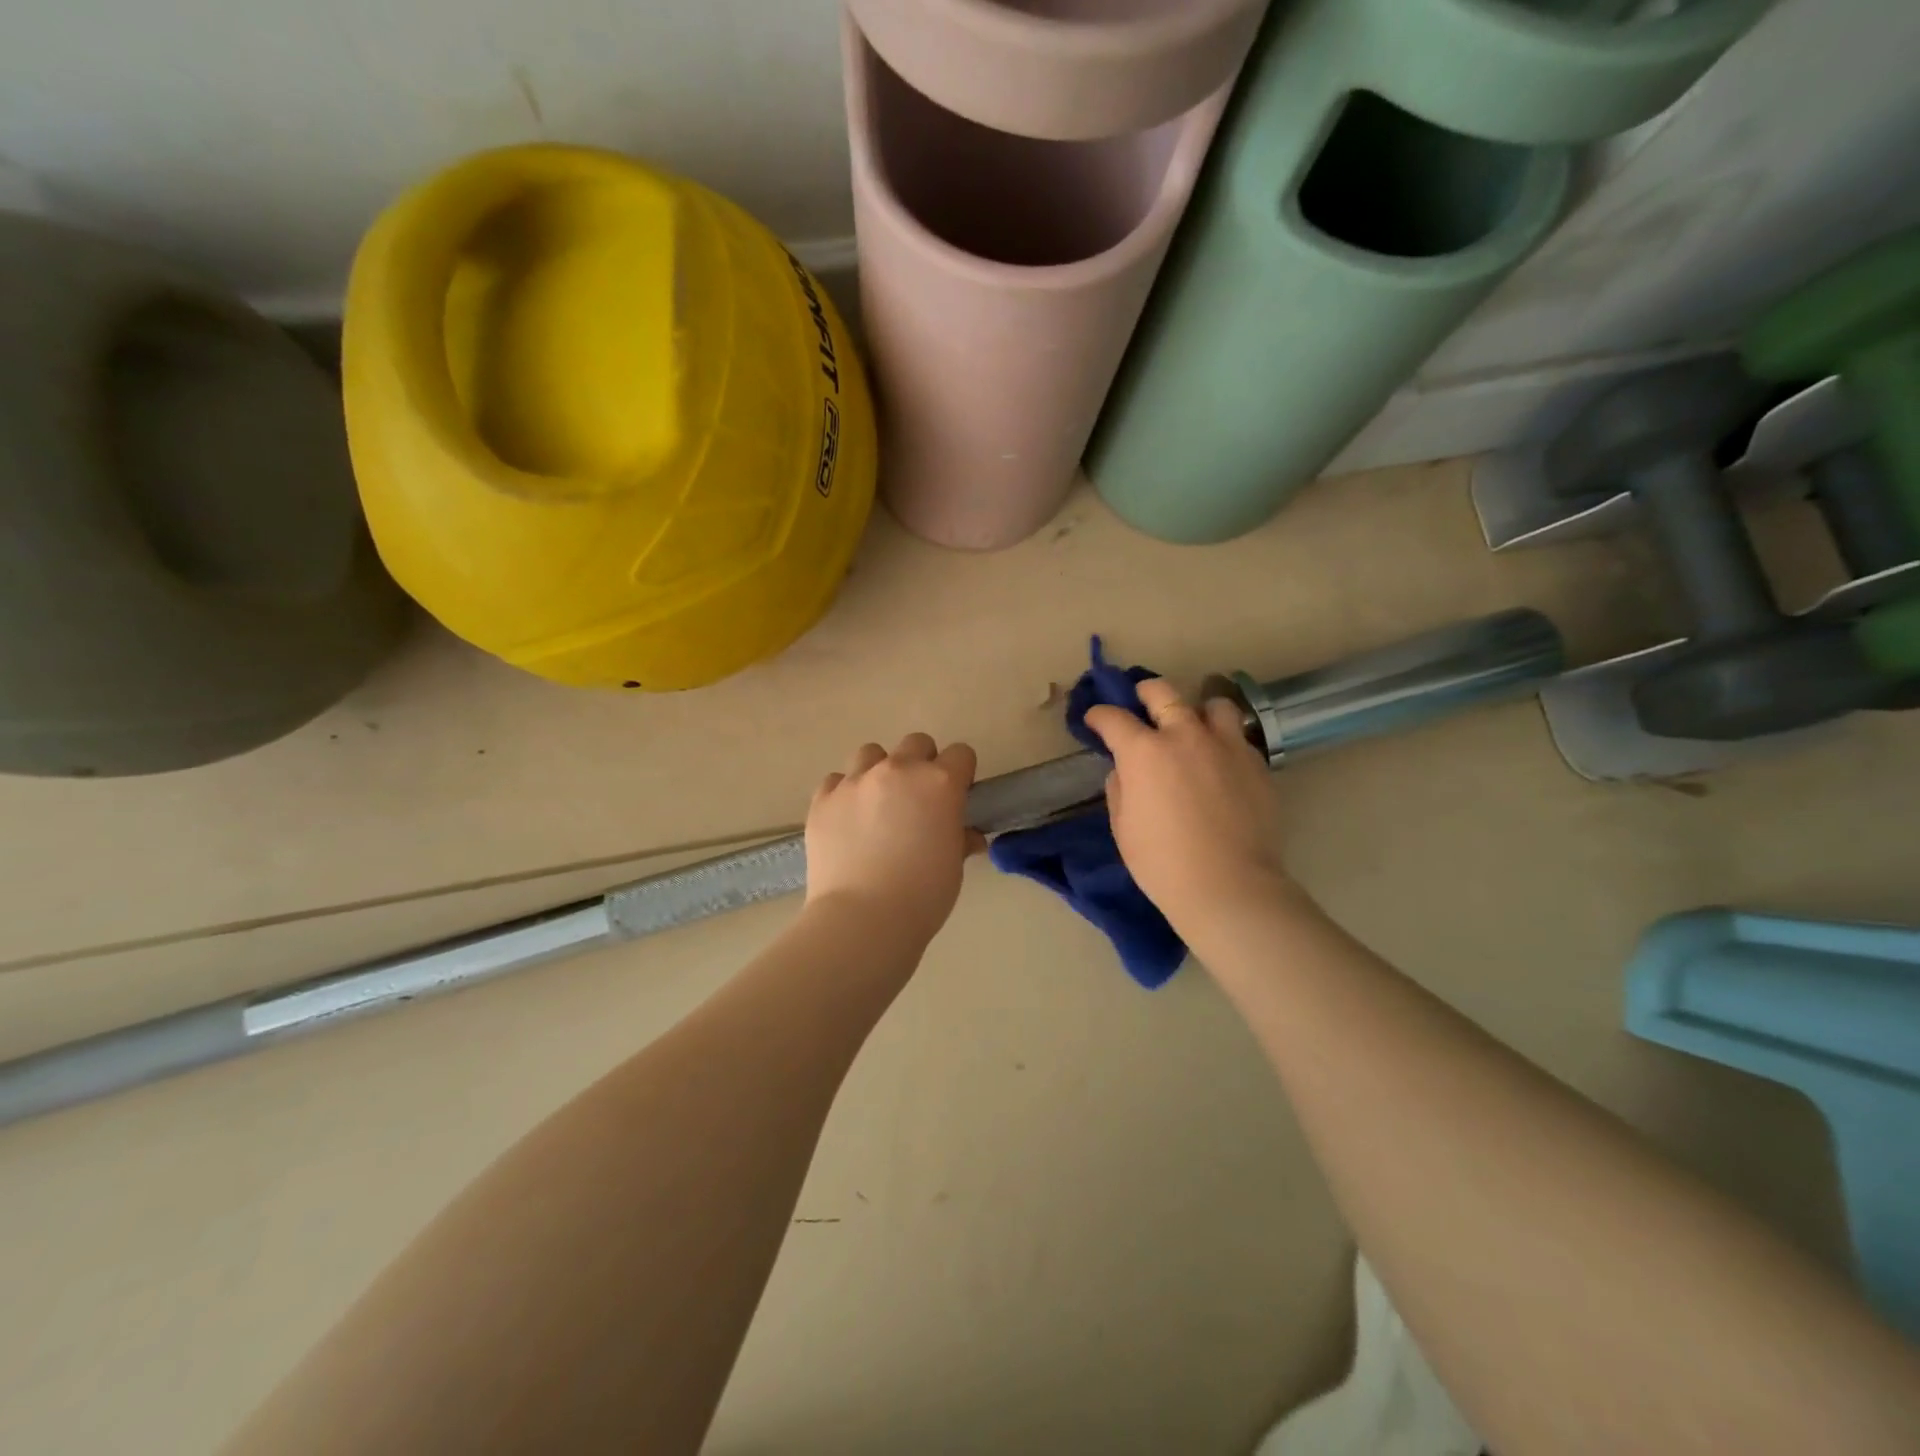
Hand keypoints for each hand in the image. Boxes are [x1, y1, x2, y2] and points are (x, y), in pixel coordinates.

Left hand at [805, 733, 985, 944]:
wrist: (862, 919)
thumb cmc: (923, 895)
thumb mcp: (954, 866)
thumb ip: (960, 839)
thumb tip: (966, 836)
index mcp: (939, 783)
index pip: (961, 754)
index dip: (962, 773)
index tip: (957, 796)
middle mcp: (898, 770)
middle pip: (916, 743)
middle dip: (922, 764)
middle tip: (918, 800)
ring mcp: (856, 782)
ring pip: (871, 754)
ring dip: (880, 771)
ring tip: (877, 805)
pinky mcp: (823, 799)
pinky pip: (837, 781)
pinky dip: (845, 794)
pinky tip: (847, 821)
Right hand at [1083, 681, 1292, 931]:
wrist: (1229, 886)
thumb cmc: (1162, 863)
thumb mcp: (1123, 826)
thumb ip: (1120, 787)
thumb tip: (1126, 769)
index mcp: (1144, 751)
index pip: (1113, 718)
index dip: (1099, 716)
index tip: (1094, 720)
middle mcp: (1185, 735)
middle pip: (1162, 692)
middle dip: (1145, 692)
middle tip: (1140, 703)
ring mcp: (1226, 746)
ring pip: (1212, 704)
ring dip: (1196, 711)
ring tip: (1193, 728)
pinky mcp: (1256, 763)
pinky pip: (1237, 738)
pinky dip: (1223, 742)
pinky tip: (1219, 764)